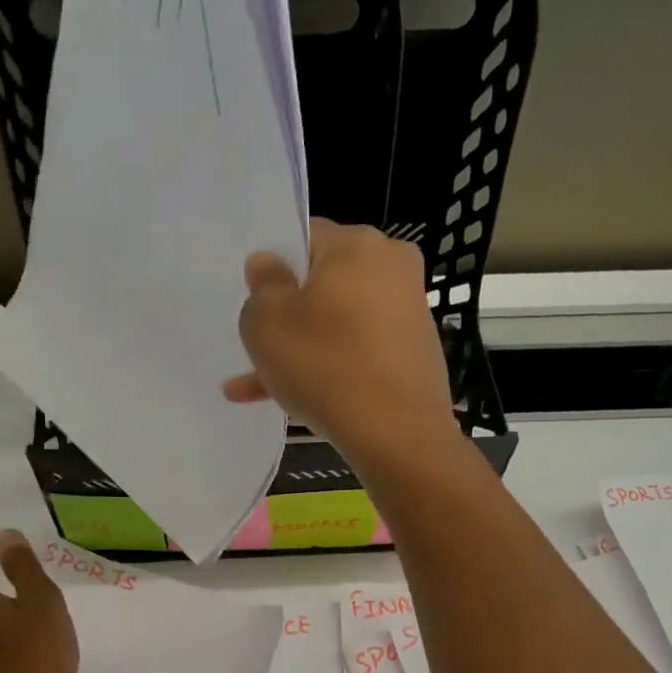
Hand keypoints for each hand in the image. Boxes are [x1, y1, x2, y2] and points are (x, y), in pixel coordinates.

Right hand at [223, 218, 458, 472]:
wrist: (396, 433)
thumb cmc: (324, 365)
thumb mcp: (265, 322)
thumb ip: (262, 285)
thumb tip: (270, 265)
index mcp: (357, 244)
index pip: (305, 239)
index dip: (274, 271)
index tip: (257, 306)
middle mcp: (392, 267)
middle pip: (323, 286)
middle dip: (287, 319)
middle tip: (256, 352)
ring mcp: (408, 313)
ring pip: (337, 326)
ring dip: (300, 352)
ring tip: (258, 390)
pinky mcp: (415, 354)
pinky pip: (359, 353)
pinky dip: (330, 370)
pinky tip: (296, 403)